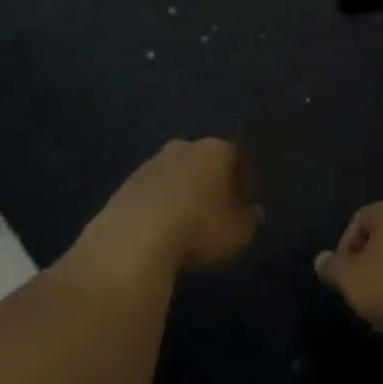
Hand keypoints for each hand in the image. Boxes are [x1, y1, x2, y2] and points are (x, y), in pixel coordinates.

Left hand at [86, 138, 261, 276]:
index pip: (238, 158)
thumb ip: (250, 219)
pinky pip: (154, 191)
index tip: (246, 205)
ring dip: (184, 192)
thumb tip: (254, 211)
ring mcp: (152, 162)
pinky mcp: (128, 182)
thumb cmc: (199, 228)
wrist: (135, 237)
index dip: (245, 182)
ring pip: (177, 174)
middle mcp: (184, 146)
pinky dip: (161, 204)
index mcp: (216, 150)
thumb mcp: (238, 232)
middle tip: (218, 211)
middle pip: (205, 162)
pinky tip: (162, 228)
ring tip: (188, 223)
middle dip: (213, 182)